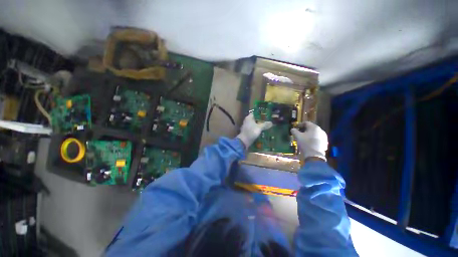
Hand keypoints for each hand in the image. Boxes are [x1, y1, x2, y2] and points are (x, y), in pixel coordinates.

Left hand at [237, 113, 272, 147]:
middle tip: (269, 120)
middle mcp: (247, 120)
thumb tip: (271, 123)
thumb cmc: (251, 132)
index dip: (261, 113)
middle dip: (261, 119)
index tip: (267, 114)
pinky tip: (263, 130)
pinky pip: (254, 128)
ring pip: (255, 124)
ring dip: (260, 124)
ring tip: (267, 125)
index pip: (255, 112)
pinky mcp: (248, 131)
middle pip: (255, 118)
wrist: (243, 141)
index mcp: (249, 117)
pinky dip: (257, 129)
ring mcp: (247, 126)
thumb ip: (265, 124)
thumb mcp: (259, 128)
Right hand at [291, 121, 327, 160]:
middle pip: (311, 127)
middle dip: (304, 129)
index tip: (296, 128)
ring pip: (314, 133)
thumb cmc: (305, 143)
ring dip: (309, 134)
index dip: (300, 125)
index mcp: (314, 127)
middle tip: (299, 133)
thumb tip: (292, 129)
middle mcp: (320, 130)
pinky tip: (309, 142)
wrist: (314, 155)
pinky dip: (313, 138)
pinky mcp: (325, 142)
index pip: (306, 123)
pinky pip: (317, 138)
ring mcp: (324, 136)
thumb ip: (294, 131)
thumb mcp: (298, 136)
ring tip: (303, 138)